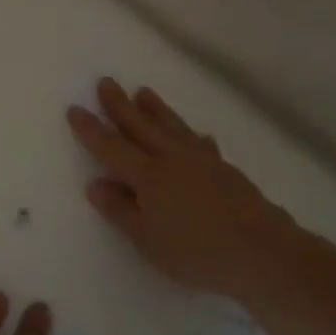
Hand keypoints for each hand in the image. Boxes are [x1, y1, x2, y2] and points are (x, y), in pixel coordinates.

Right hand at [67, 77, 307, 302]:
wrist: (260, 251)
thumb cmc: (195, 252)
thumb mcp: (146, 240)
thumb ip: (120, 210)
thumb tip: (95, 183)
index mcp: (148, 176)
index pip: (111, 147)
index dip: (91, 129)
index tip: (75, 108)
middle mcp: (172, 159)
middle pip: (141, 126)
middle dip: (120, 105)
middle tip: (106, 82)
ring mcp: (202, 161)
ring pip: (172, 127)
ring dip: (156, 109)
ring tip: (144, 92)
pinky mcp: (225, 170)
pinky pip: (202, 144)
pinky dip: (194, 137)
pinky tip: (198, 136)